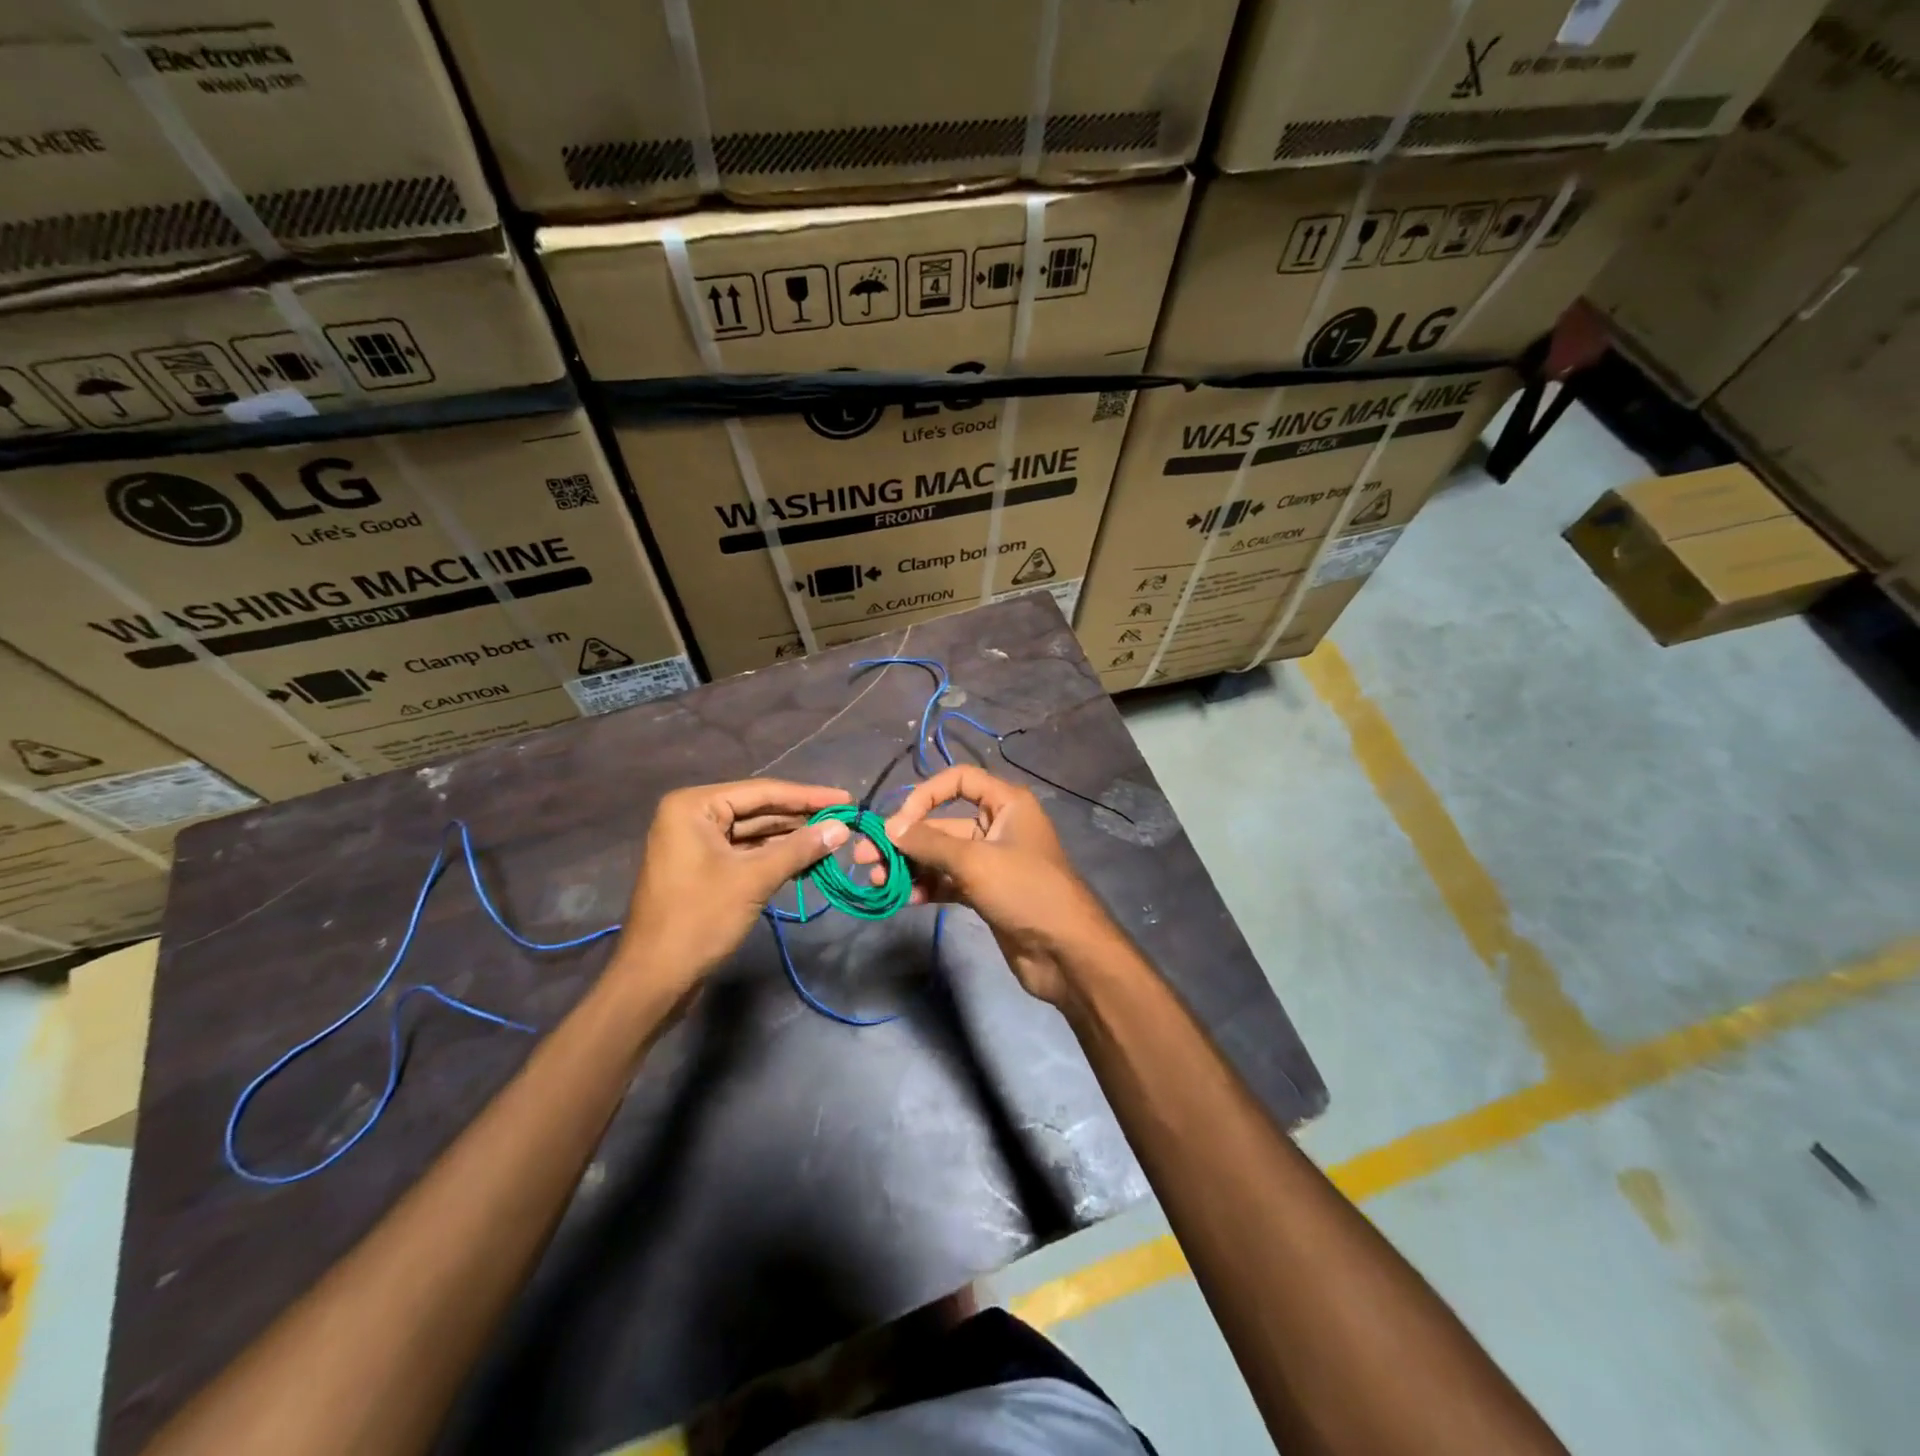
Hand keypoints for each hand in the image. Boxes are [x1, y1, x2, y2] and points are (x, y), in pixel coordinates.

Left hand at [615, 779, 851, 996]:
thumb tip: (842, 828)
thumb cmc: (700, 919)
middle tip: (844, 821)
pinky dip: (774, 857)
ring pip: (754, 833)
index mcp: (694, 806)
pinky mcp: (702, 868)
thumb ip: (799, 849)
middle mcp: (692, 816)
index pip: (762, 792)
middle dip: (801, 818)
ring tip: (833, 840)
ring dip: (791, 839)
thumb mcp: (754, 879)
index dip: (808, 796)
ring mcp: (695, 843)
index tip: (846, 799)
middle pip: (758, 810)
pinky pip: (745, 853)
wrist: (653, 978)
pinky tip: (806, 861)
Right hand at [856, 765, 1121, 1007]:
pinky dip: (928, 887)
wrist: (1066, 952)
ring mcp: (991, 861)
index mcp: (1006, 804)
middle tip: (866, 856)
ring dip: (912, 866)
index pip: (959, 780)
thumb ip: (929, 843)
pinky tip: (908, 899)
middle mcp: (998, 826)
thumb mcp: (974, 861)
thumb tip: (889, 828)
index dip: (926, 794)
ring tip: (879, 881)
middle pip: (944, 822)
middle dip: (907, 838)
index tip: (898, 822)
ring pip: (942, 855)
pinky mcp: (986, 892)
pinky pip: (949, 881)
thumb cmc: (1025, 891)